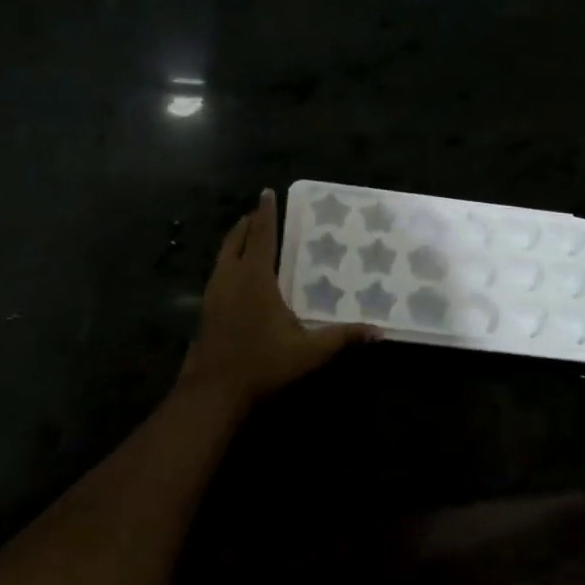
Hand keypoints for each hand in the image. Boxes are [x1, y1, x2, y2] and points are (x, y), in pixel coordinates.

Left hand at [180, 189, 376, 404]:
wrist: (212, 392)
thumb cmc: (261, 364)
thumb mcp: (307, 352)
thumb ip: (342, 337)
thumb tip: (379, 331)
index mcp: (254, 277)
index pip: (261, 235)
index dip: (265, 212)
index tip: (267, 192)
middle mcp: (230, 277)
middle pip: (236, 239)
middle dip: (248, 223)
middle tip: (259, 211)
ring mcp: (213, 293)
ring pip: (223, 255)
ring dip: (235, 240)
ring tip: (248, 236)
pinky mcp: (205, 309)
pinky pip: (218, 271)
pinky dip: (228, 260)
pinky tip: (237, 275)